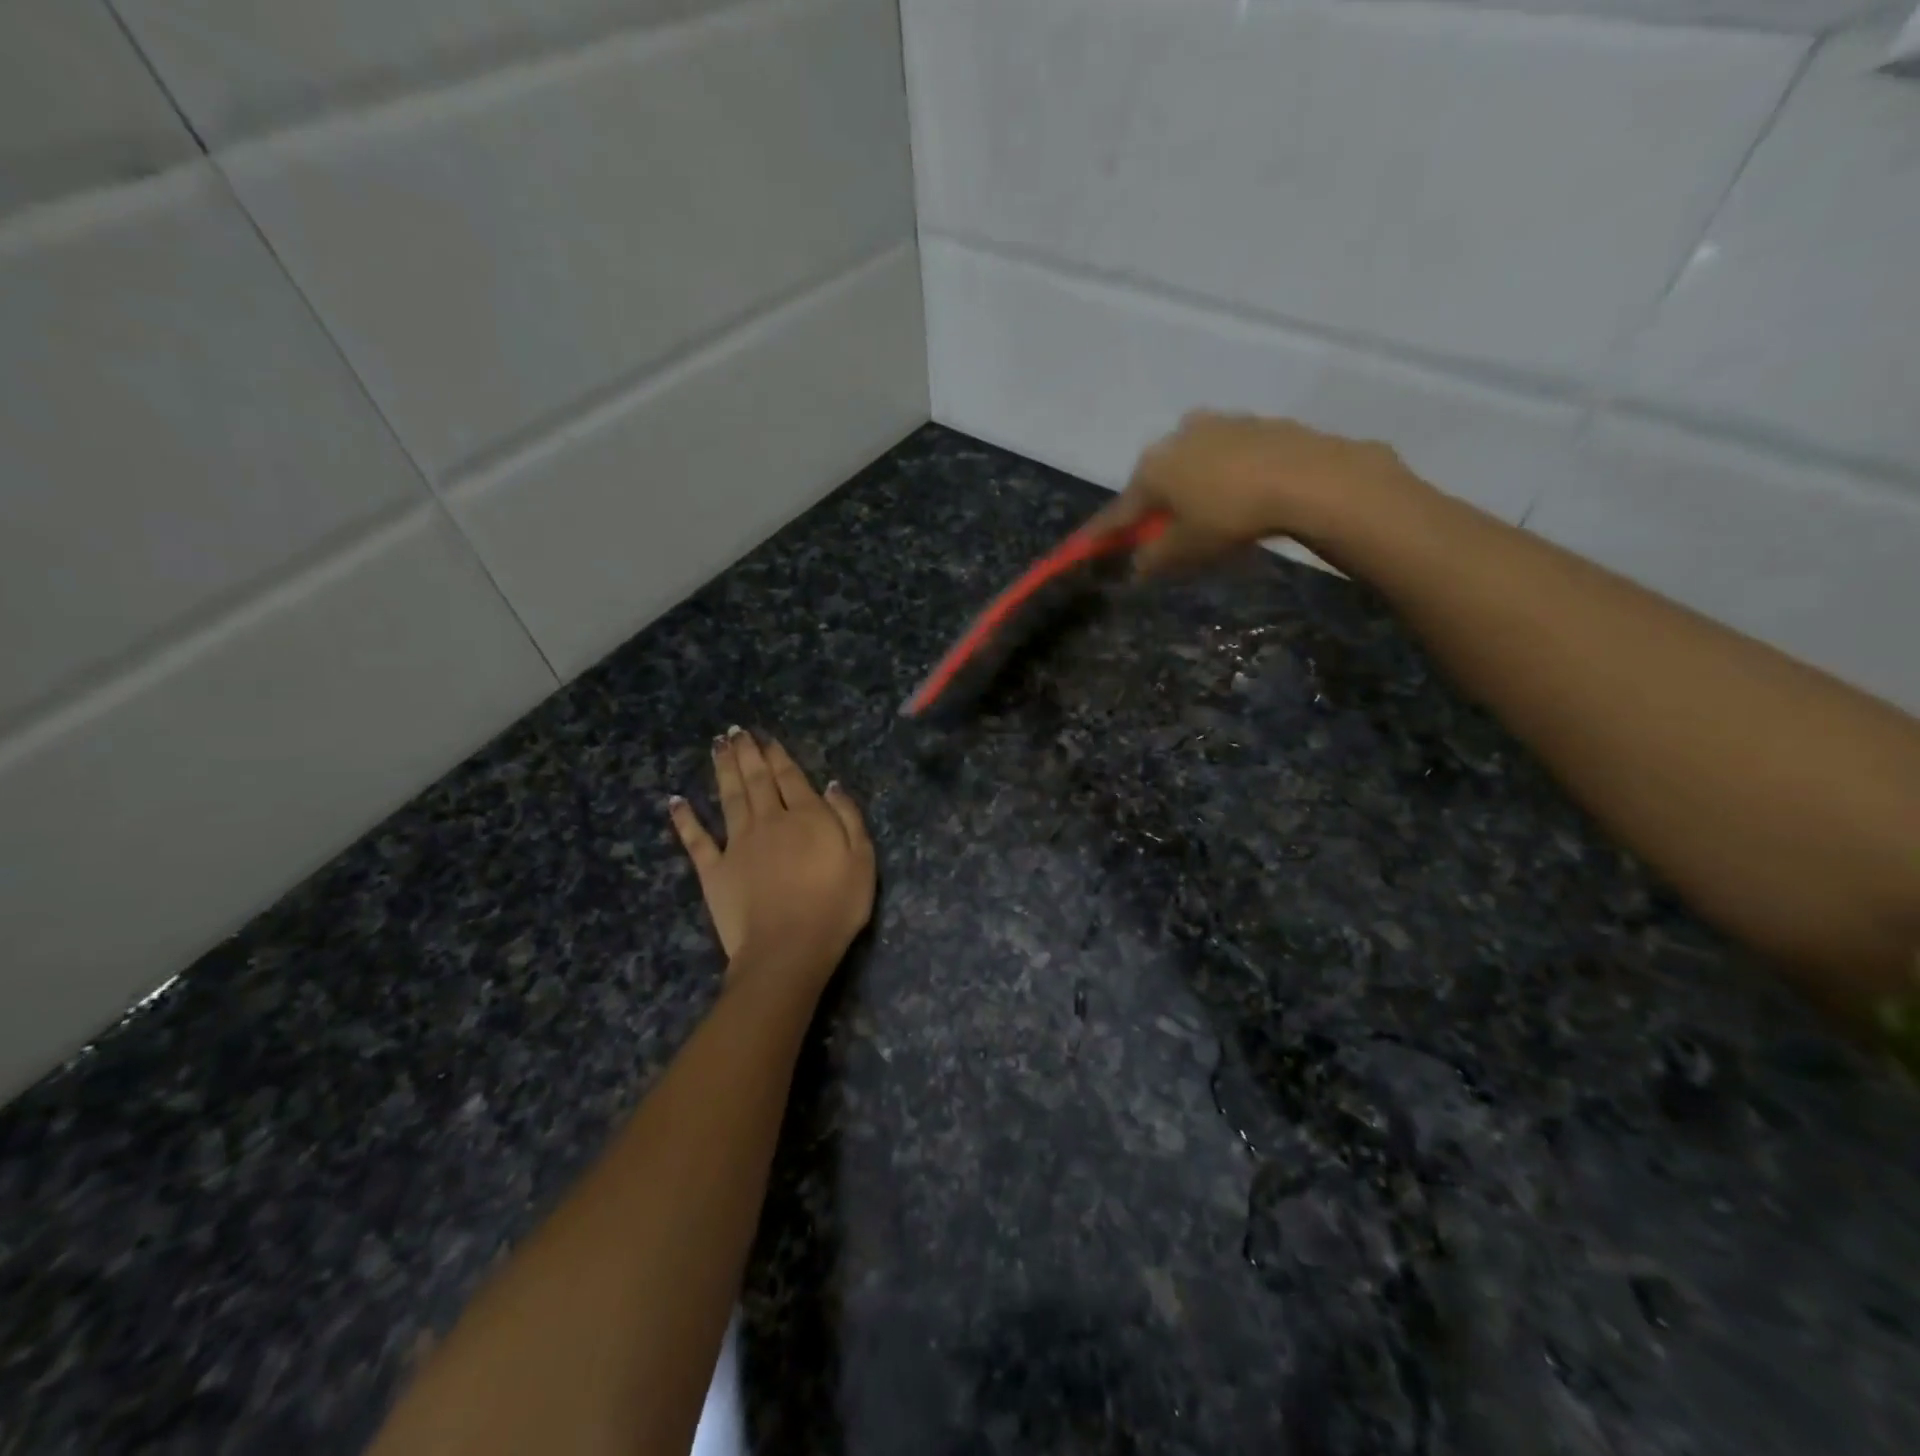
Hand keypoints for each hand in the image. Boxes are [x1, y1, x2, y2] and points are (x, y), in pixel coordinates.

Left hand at [668, 728, 874, 985]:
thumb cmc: (835, 906)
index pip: (790, 777)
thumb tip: (831, 784)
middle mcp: (768, 820)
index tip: (766, 738)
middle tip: (735, 731)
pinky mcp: (714, 870)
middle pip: (756, 779)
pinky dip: (685, 819)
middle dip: (747, 753)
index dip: (778, 755)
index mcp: (806, 816)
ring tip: (717, 746)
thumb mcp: (862, 860)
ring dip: (723, 770)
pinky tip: (676, 800)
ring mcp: (737, 844)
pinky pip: (696, 839)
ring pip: (729, 797)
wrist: (788, 949)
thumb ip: (848, 818)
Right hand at [1090, 411, 1424, 574]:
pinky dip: (1221, 477)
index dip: (1101, 534)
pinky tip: (1239, 496)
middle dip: (1152, 509)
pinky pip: (1223, 457)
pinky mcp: (1252, 424)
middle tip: (1160, 536)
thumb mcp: (1184, 550)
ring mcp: (1215, 425)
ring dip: (1188, 489)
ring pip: (1189, 465)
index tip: (1084, 546)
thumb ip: (1153, 560)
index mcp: (1151, 470)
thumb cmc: (1229, 517)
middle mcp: (1175, 439)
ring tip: (1206, 516)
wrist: (1307, 477)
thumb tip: (1138, 564)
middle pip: (1153, 483)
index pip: (1117, 511)